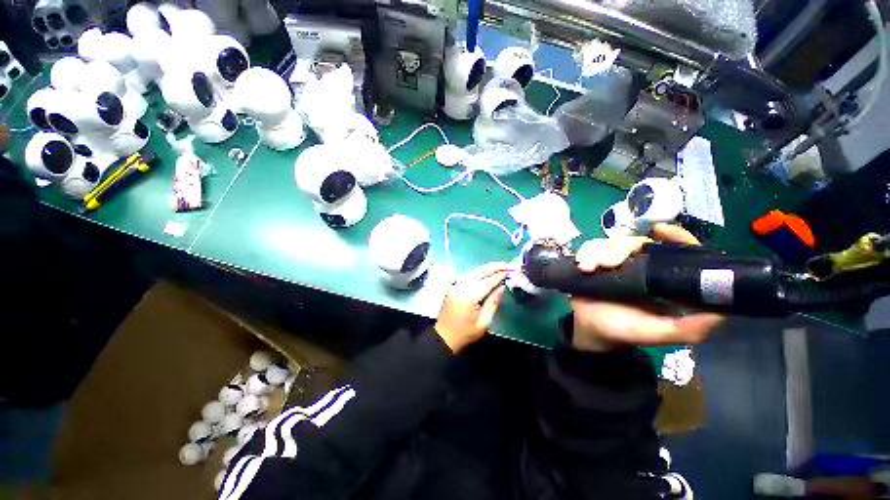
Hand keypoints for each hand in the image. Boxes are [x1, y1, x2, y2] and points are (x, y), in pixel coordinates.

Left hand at [435, 263, 509, 352]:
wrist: (444, 337)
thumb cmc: (466, 333)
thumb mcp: (484, 322)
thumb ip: (493, 302)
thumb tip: (502, 286)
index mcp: (469, 296)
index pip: (488, 281)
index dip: (500, 275)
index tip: (512, 270)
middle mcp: (462, 286)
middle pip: (480, 271)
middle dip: (495, 266)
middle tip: (508, 265)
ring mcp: (456, 285)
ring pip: (474, 271)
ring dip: (487, 268)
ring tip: (501, 267)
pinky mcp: (454, 286)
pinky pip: (469, 275)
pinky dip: (479, 272)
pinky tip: (488, 273)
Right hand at [570, 223, 723, 350]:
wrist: (590, 331)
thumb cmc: (625, 331)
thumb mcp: (659, 333)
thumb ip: (688, 328)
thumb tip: (720, 312)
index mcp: (661, 279)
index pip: (675, 250)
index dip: (675, 237)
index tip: (660, 230)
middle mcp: (640, 266)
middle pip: (635, 241)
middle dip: (619, 249)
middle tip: (607, 265)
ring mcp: (615, 263)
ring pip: (610, 242)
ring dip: (598, 252)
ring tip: (589, 269)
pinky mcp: (594, 262)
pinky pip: (590, 247)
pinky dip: (585, 254)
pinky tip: (582, 266)